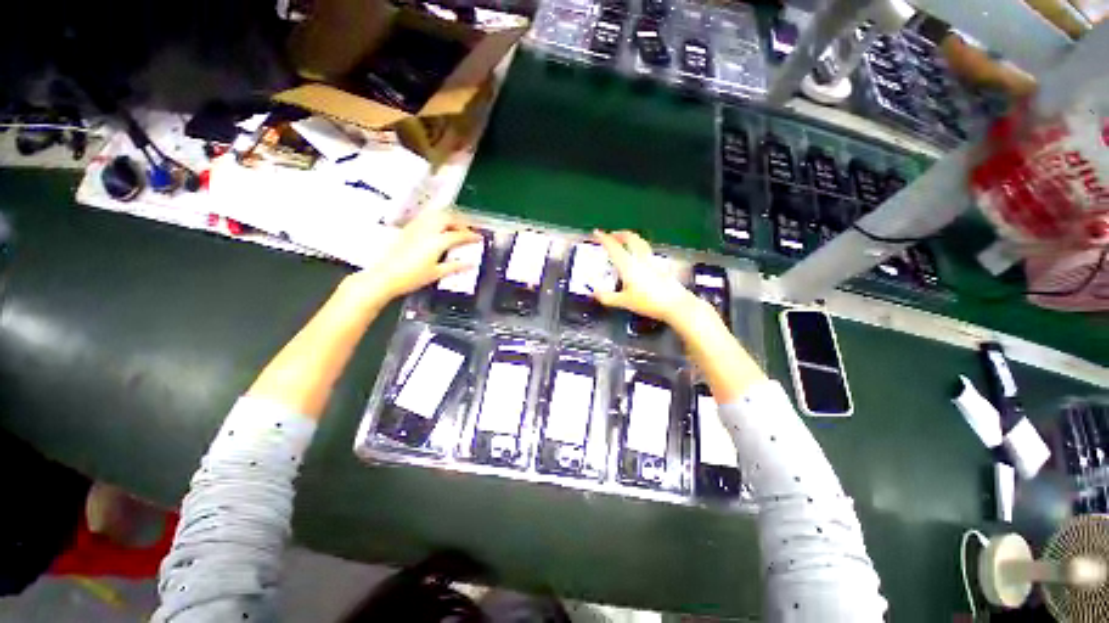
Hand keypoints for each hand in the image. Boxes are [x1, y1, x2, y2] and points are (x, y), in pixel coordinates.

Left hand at [346, 210, 480, 303]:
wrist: (385, 276)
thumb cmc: (412, 277)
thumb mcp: (436, 273)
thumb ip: (455, 266)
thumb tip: (470, 263)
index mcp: (437, 241)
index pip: (459, 235)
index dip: (471, 236)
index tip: (479, 238)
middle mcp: (428, 230)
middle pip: (448, 218)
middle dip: (461, 222)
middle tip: (468, 231)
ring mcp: (416, 227)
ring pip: (436, 214)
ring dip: (449, 217)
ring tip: (455, 226)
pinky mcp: (408, 228)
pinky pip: (426, 217)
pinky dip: (437, 218)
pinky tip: (438, 226)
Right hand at [592, 230, 704, 327]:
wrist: (675, 304)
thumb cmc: (649, 302)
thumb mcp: (624, 302)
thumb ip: (607, 297)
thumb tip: (594, 293)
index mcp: (628, 265)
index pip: (614, 247)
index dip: (604, 238)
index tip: (597, 232)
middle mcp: (640, 259)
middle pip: (630, 238)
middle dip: (619, 234)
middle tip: (612, 235)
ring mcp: (652, 261)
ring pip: (640, 242)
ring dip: (631, 238)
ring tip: (625, 241)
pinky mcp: (660, 266)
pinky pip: (646, 251)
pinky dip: (639, 247)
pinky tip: (639, 257)